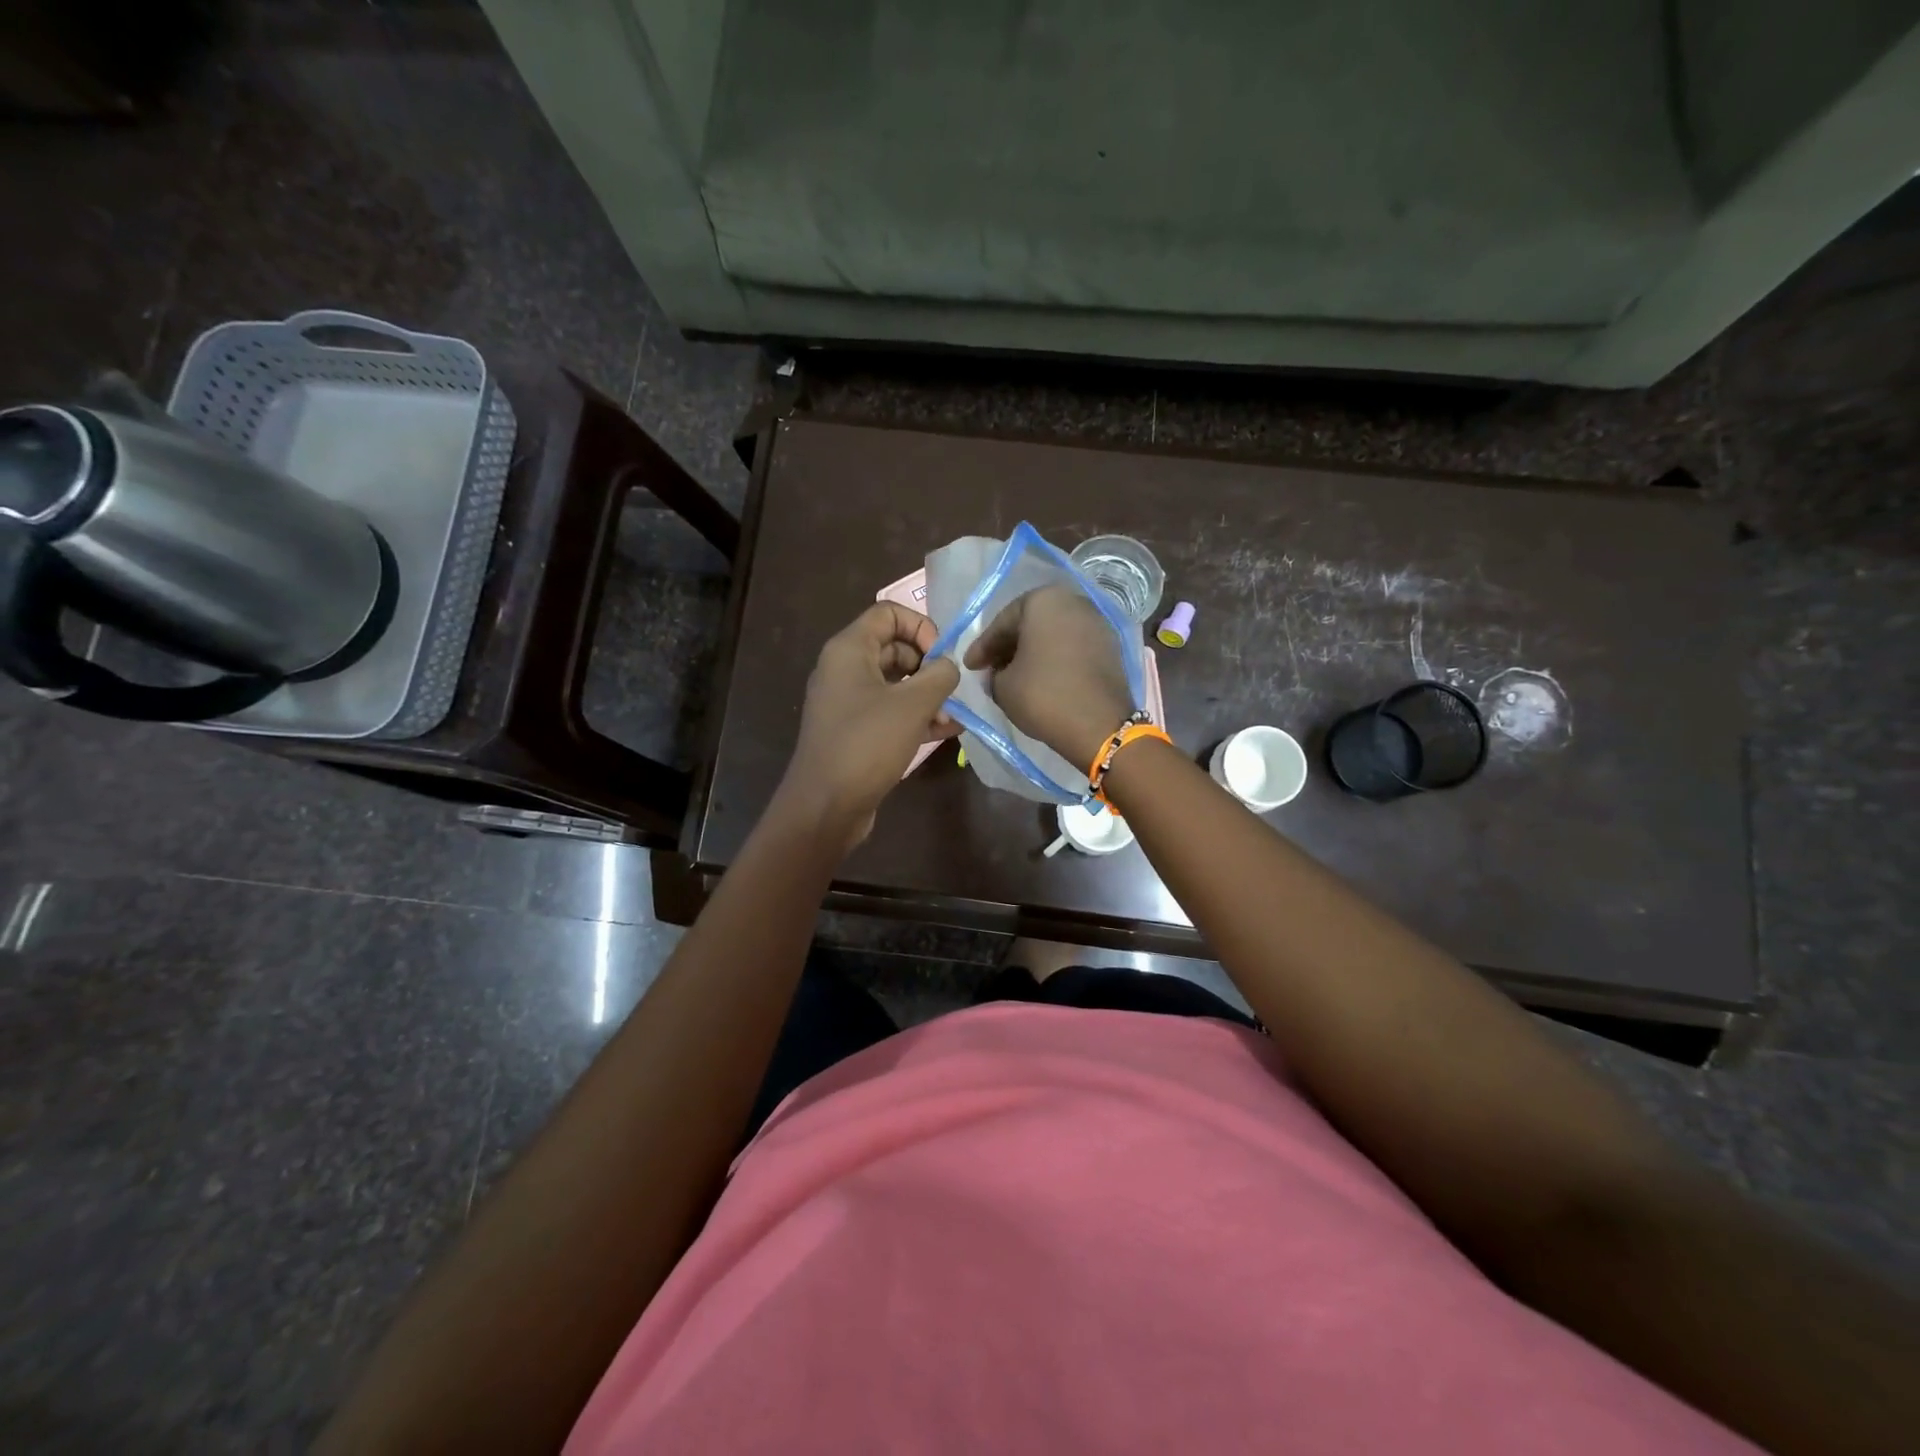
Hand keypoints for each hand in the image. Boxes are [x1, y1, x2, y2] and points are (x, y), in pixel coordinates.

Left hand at [775, 602, 960, 849]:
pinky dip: (915, 717)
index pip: (888, 613)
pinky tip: (945, 732)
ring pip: (895, 684)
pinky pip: (889, 712)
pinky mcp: (854, 731)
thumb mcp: (913, 704)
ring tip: (954, 718)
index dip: (921, 627)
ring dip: (928, 696)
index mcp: (849, 650)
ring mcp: (847, 702)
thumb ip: (939, 675)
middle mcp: (844, 669)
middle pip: (894, 648)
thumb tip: (949, 666)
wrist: (826, 805)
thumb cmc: (867, 744)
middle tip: (952, 690)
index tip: (942, 656)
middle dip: (928, 666)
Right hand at [964, 584, 1132, 767]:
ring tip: (1015, 676)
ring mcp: (1097, 623)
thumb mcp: (1002, 686)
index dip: (983, 647)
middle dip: (1009, 646)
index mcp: (1044, 601)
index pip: (1003, 622)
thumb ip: (993, 672)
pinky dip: (1055, 659)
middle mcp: (1074, 602)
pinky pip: (1073, 647)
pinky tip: (1042, 679)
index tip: (970, 667)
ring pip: (1053, 634)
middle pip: (1031, 623)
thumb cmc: (1044, 696)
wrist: (1099, 726)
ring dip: (1033, 652)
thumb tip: (998, 672)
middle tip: (990, 669)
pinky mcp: (1111, 647)